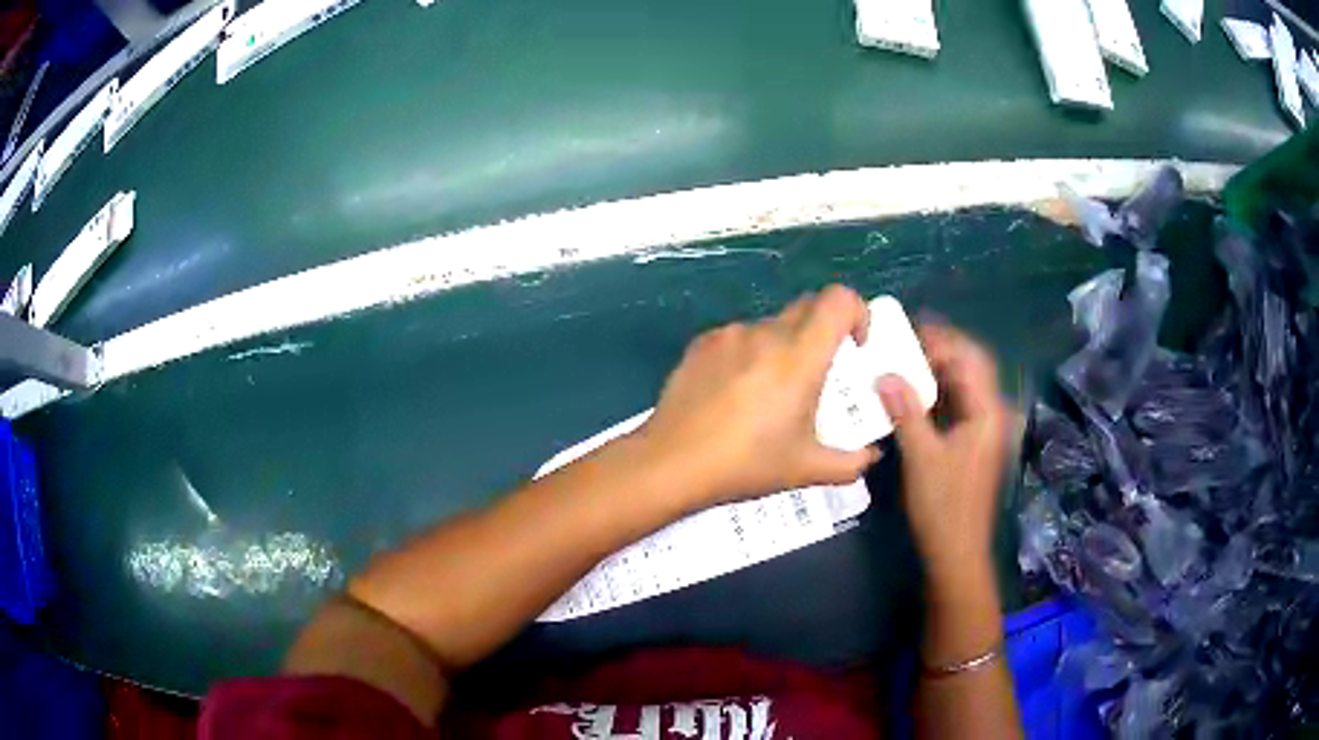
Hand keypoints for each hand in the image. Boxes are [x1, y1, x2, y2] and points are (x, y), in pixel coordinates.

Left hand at [637, 285, 881, 507]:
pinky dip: (749, 355)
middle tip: (818, 375)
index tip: (855, 347)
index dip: (857, 312)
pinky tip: (733, 394)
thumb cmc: (746, 464)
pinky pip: (738, 338)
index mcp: (799, 356)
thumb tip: (871, 454)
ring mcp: (729, 335)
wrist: (671, 462)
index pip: (839, 299)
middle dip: (824, 332)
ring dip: (783, 347)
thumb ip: (851, 462)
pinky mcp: (701, 343)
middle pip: (808, 307)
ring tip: (769, 394)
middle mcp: (766, 333)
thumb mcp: (807, 469)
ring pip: (771, 326)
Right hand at [877, 324, 1010, 581]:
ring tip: (903, 362)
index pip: (969, 357)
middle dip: (940, 350)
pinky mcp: (975, 444)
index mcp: (988, 411)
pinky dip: (939, 394)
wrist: (957, 552)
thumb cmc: (943, 506)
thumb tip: (885, 374)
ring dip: (938, 371)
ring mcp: (986, 430)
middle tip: (903, 342)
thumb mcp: (921, 456)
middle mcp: (993, 413)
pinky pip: (959, 405)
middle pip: (971, 366)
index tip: (906, 333)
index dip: (941, 339)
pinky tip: (913, 395)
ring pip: (965, 386)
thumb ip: (906, 411)